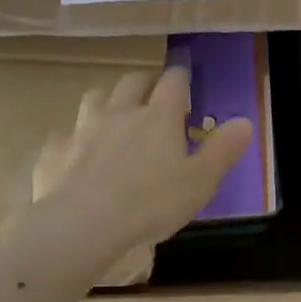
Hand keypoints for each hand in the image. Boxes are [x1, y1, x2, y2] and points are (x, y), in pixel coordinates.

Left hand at [33, 67, 252, 259]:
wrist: (83, 224)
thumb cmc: (151, 203)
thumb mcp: (200, 182)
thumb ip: (223, 151)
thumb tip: (245, 122)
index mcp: (159, 117)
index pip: (173, 82)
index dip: (181, 77)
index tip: (184, 79)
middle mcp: (120, 112)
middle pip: (132, 81)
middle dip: (145, 81)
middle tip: (153, 92)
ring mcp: (83, 128)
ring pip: (95, 98)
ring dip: (107, 100)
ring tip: (114, 115)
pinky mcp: (55, 151)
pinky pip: (65, 135)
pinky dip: (74, 138)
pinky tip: (77, 154)